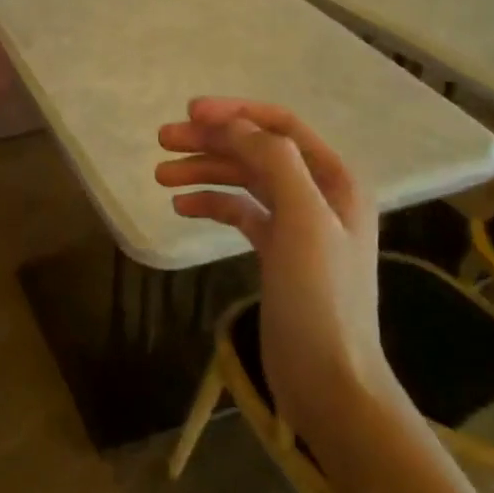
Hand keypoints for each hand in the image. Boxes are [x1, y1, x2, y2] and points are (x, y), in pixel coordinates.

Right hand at [156, 98, 394, 435]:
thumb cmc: (319, 297)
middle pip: (256, 150)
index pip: (280, 126)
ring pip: (243, 180)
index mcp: (334, 179)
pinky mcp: (276, 251)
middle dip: (210, 141)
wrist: (328, 379)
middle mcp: (316, 193)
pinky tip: (181, 207)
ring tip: (160, 176)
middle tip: (162, 141)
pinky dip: (211, 203)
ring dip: (203, 171)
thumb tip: (233, 124)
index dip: (235, 113)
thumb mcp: (303, 220)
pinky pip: (239, 212)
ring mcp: (296, 223)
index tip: (189, 113)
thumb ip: (274, 162)